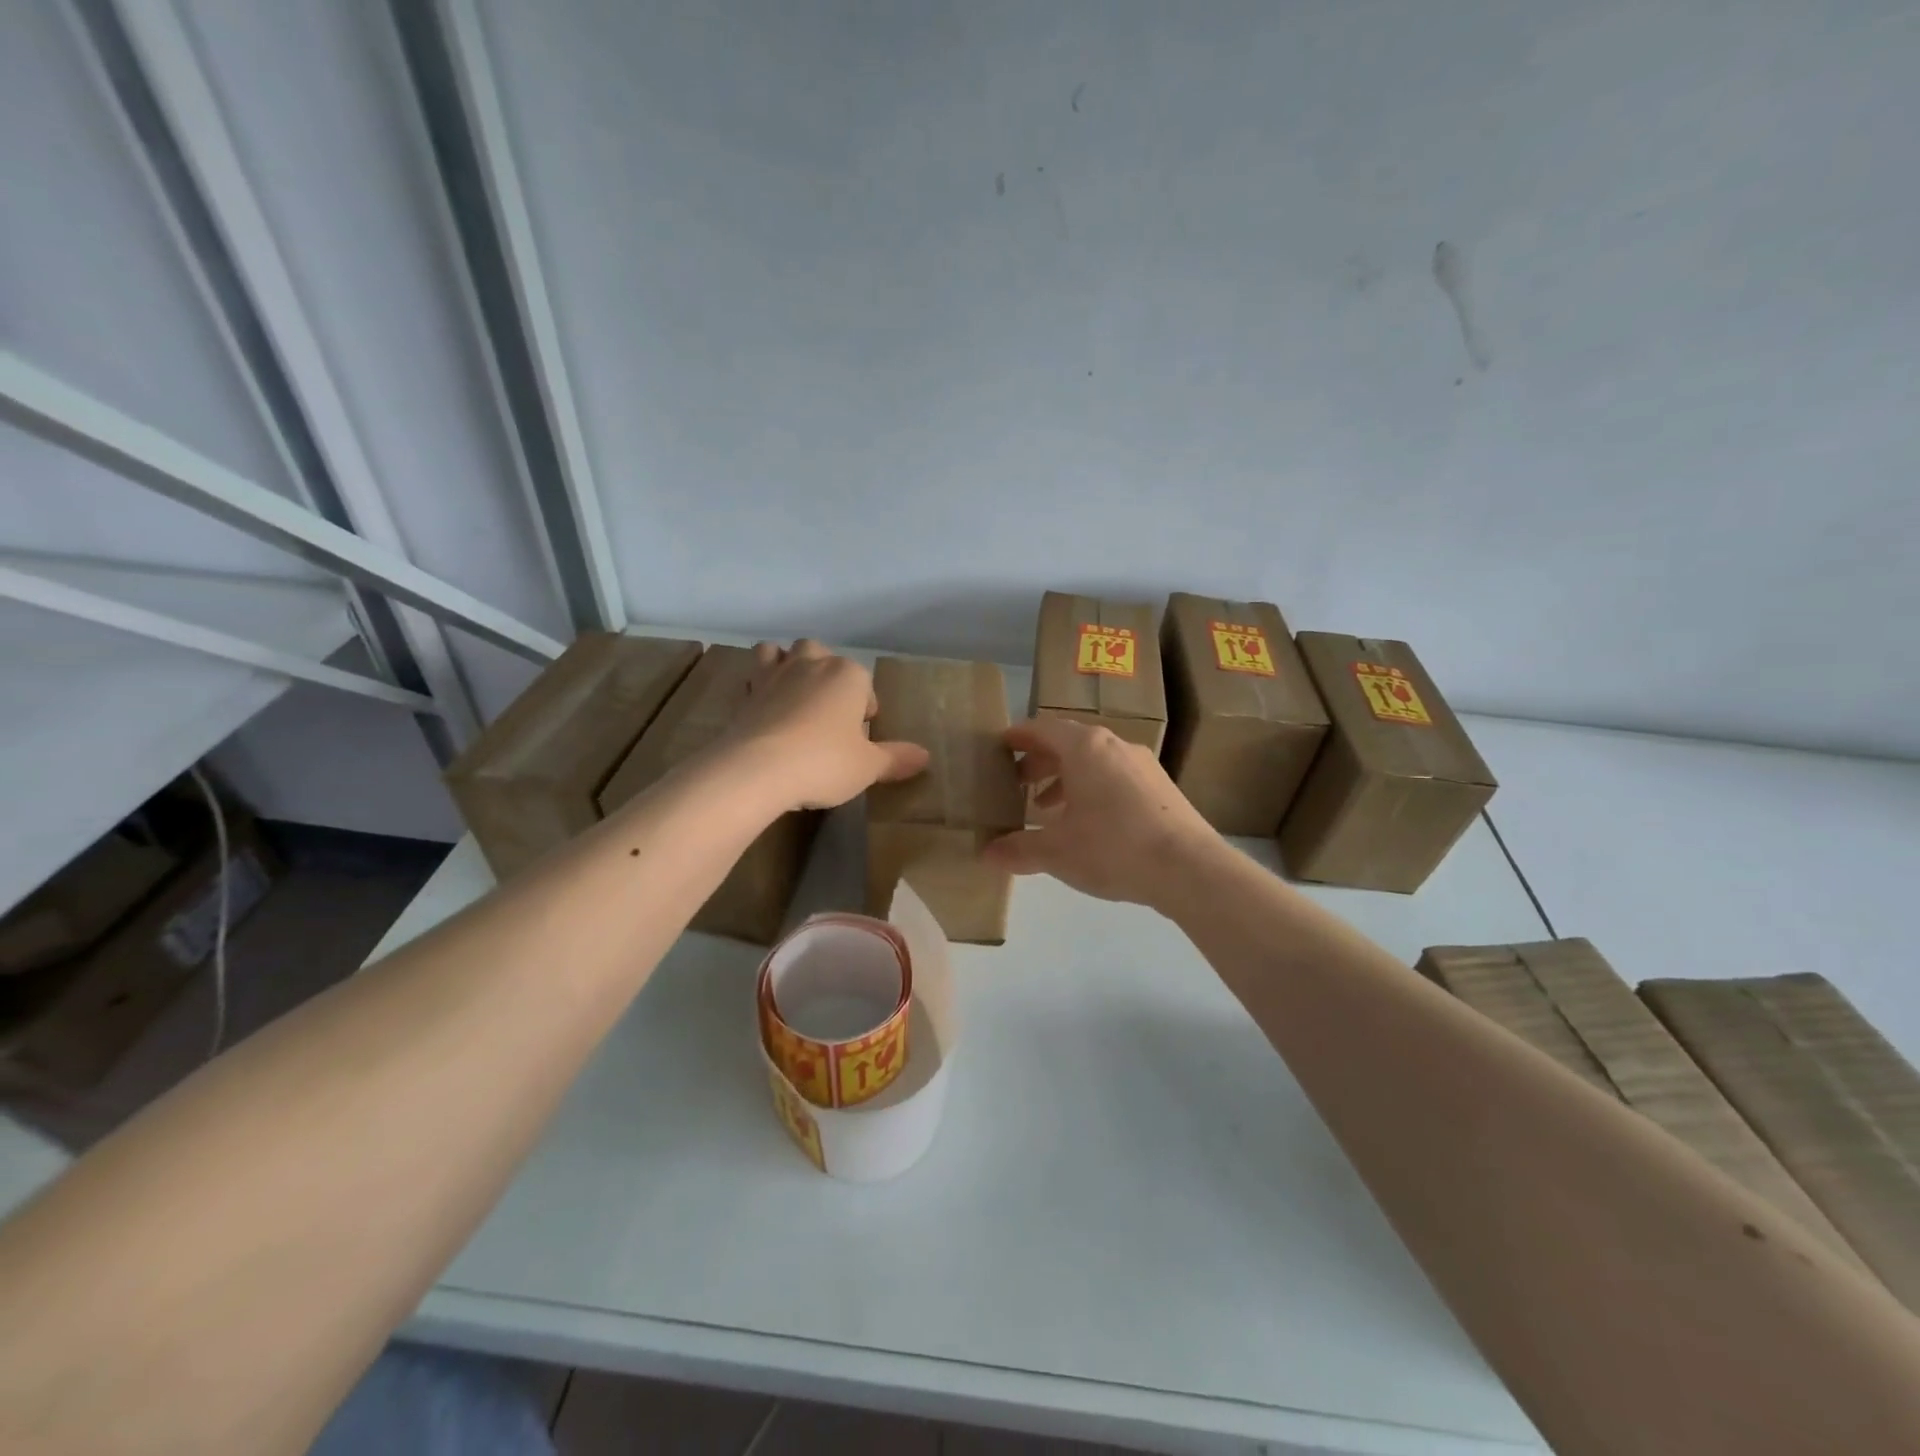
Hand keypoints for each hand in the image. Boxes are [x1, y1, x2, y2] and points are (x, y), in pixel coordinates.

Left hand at [725, 640, 929, 812]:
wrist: (756, 769)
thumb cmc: (824, 762)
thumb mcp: (868, 767)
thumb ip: (896, 758)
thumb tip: (925, 756)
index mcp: (848, 675)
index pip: (864, 683)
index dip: (864, 709)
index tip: (860, 737)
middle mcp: (812, 664)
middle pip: (821, 655)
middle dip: (826, 675)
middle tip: (828, 714)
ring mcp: (774, 674)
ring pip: (780, 652)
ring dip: (787, 665)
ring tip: (793, 697)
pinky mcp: (745, 692)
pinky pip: (753, 676)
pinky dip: (758, 685)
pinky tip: (763, 710)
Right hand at [982, 717, 1219, 908]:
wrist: (1190, 868)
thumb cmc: (1113, 848)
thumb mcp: (1056, 852)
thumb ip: (1019, 849)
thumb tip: (987, 854)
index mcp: (1085, 748)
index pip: (1042, 728)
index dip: (1018, 736)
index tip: (1001, 746)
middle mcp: (1115, 745)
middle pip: (1069, 742)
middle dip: (1040, 762)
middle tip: (1018, 783)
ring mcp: (1143, 764)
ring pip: (1095, 761)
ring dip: (1067, 778)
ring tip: (1049, 809)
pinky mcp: (1163, 787)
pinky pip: (1117, 776)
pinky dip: (1094, 789)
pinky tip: (1090, 823)